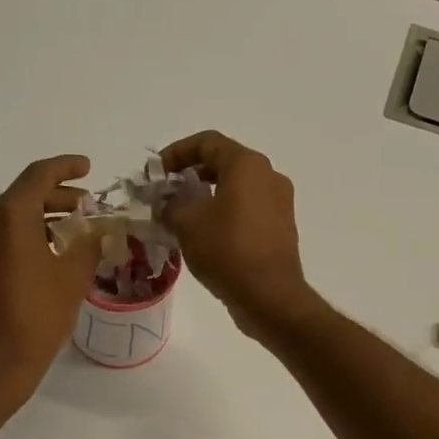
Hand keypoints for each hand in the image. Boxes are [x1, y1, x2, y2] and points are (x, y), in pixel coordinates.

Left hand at [0, 154, 100, 402]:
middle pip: (25, 195)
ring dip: (44, 217)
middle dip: (59, 196)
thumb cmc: (37, 316)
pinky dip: (28, 235)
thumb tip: (99, 230)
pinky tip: (52, 253)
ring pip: (13, 216)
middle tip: (88, 205)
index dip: (67, 168)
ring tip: (76, 230)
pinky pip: (3, 237)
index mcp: (9, 215)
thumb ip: (89, 245)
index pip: (39, 176)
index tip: (88, 168)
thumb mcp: (72, 278)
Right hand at [159, 131, 318, 340]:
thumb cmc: (227, 250)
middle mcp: (269, 176)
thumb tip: (166, 203)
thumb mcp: (186, 223)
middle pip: (224, 163)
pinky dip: (225, 214)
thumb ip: (170, 204)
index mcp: (247, 164)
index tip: (156, 172)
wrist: (270, 296)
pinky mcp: (281, 228)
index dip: (176, 152)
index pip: (207, 142)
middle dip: (192, 175)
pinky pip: (248, 211)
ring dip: (208, 197)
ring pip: (237, 189)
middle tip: (168, 193)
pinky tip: (206, 236)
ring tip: (183, 217)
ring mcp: (280, 203)